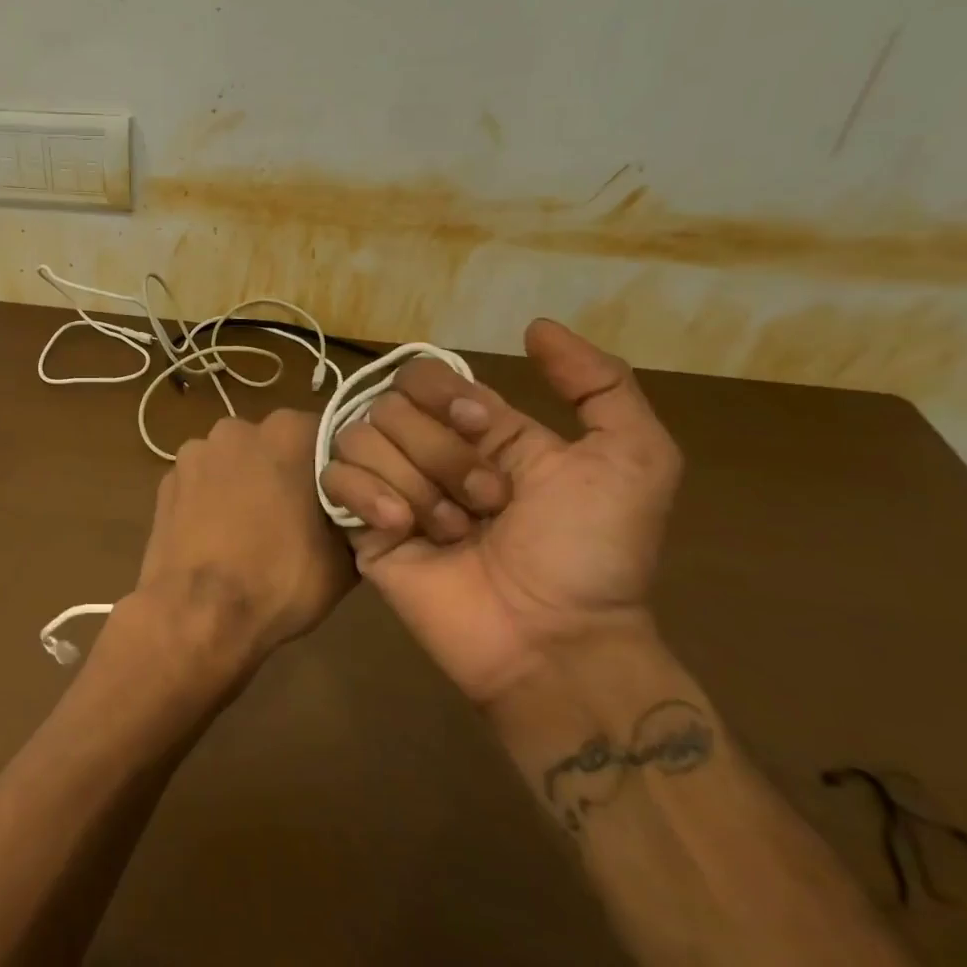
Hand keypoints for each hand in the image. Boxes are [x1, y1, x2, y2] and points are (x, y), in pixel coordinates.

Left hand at [118, 410, 354, 682]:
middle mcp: (238, 428)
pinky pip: (200, 483)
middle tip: (294, 519)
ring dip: (242, 484)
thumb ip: (354, 515)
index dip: (333, 470)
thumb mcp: (344, 558)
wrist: (198, 614)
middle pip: (272, 445)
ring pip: (232, 462)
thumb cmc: (280, 579)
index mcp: (289, 432)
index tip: (335, 502)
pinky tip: (216, 537)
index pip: (325, 437)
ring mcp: (194, 452)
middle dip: (283, 472)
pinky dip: (209, 501)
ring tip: (249, 532)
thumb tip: (356, 508)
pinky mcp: (165, 480)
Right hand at [319, 320, 681, 705]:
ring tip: (451, 532)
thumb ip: (600, 384)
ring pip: (360, 438)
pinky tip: (403, 529)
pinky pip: (332, 479)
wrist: (551, 639)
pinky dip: (368, 495)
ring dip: (414, 482)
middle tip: (486, 505)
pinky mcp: (359, 527)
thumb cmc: (592, 552)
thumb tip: (535, 327)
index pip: (424, 375)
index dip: (444, 393)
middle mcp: (426, 451)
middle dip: (440, 452)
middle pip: (390, 405)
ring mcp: (388, 487)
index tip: (480, 427)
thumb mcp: (633, 460)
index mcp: (477, 430)